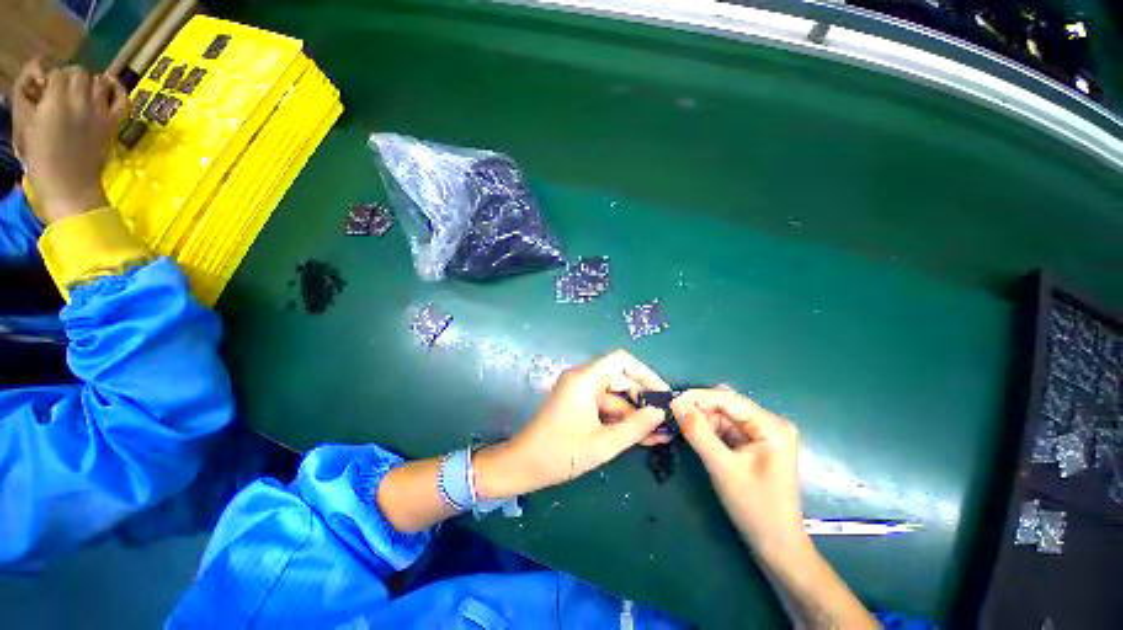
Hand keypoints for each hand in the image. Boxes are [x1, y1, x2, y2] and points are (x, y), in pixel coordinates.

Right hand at [13, 61, 128, 222]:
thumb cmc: (41, 159)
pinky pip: (123, 100)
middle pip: (80, 73)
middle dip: (71, 77)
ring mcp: (99, 111)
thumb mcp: (26, 124)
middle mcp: (79, 101)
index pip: (59, 72)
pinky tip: (110, 88)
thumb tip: (38, 79)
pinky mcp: (113, 123)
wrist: (68, 185)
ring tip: (82, 93)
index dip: (53, 77)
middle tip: (64, 91)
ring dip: (91, 82)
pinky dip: (118, 90)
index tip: (48, 88)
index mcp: (55, 101)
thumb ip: (30, 98)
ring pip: (99, 82)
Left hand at [475, 350, 670, 498]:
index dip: (645, 373)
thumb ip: (634, 427)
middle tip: (666, 420)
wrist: (523, 466)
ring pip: (615, 395)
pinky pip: (606, 406)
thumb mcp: (602, 444)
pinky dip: (622, 419)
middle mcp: (582, 379)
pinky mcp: (579, 405)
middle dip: (643, 399)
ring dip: (635, 413)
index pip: (621, 360)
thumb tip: (660, 413)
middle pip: (620, 379)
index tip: (663, 394)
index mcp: (584, 379)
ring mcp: (580, 392)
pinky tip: (643, 436)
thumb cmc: (559, 454)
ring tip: (661, 434)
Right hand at [671, 389, 806, 555]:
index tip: (670, 401)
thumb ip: (698, 433)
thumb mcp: (722, 467)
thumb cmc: (755, 508)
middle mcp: (769, 423)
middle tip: (672, 414)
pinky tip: (693, 434)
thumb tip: (676, 404)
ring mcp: (762, 434)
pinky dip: (708, 429)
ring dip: (701, 419)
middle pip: (726, 404)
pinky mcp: (754, 444)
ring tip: (678, 424)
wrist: (777, 545)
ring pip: (723, 415)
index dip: (697, 397)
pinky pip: (726, 428)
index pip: (727, 399)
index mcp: (770, 426)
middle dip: (698, 408)